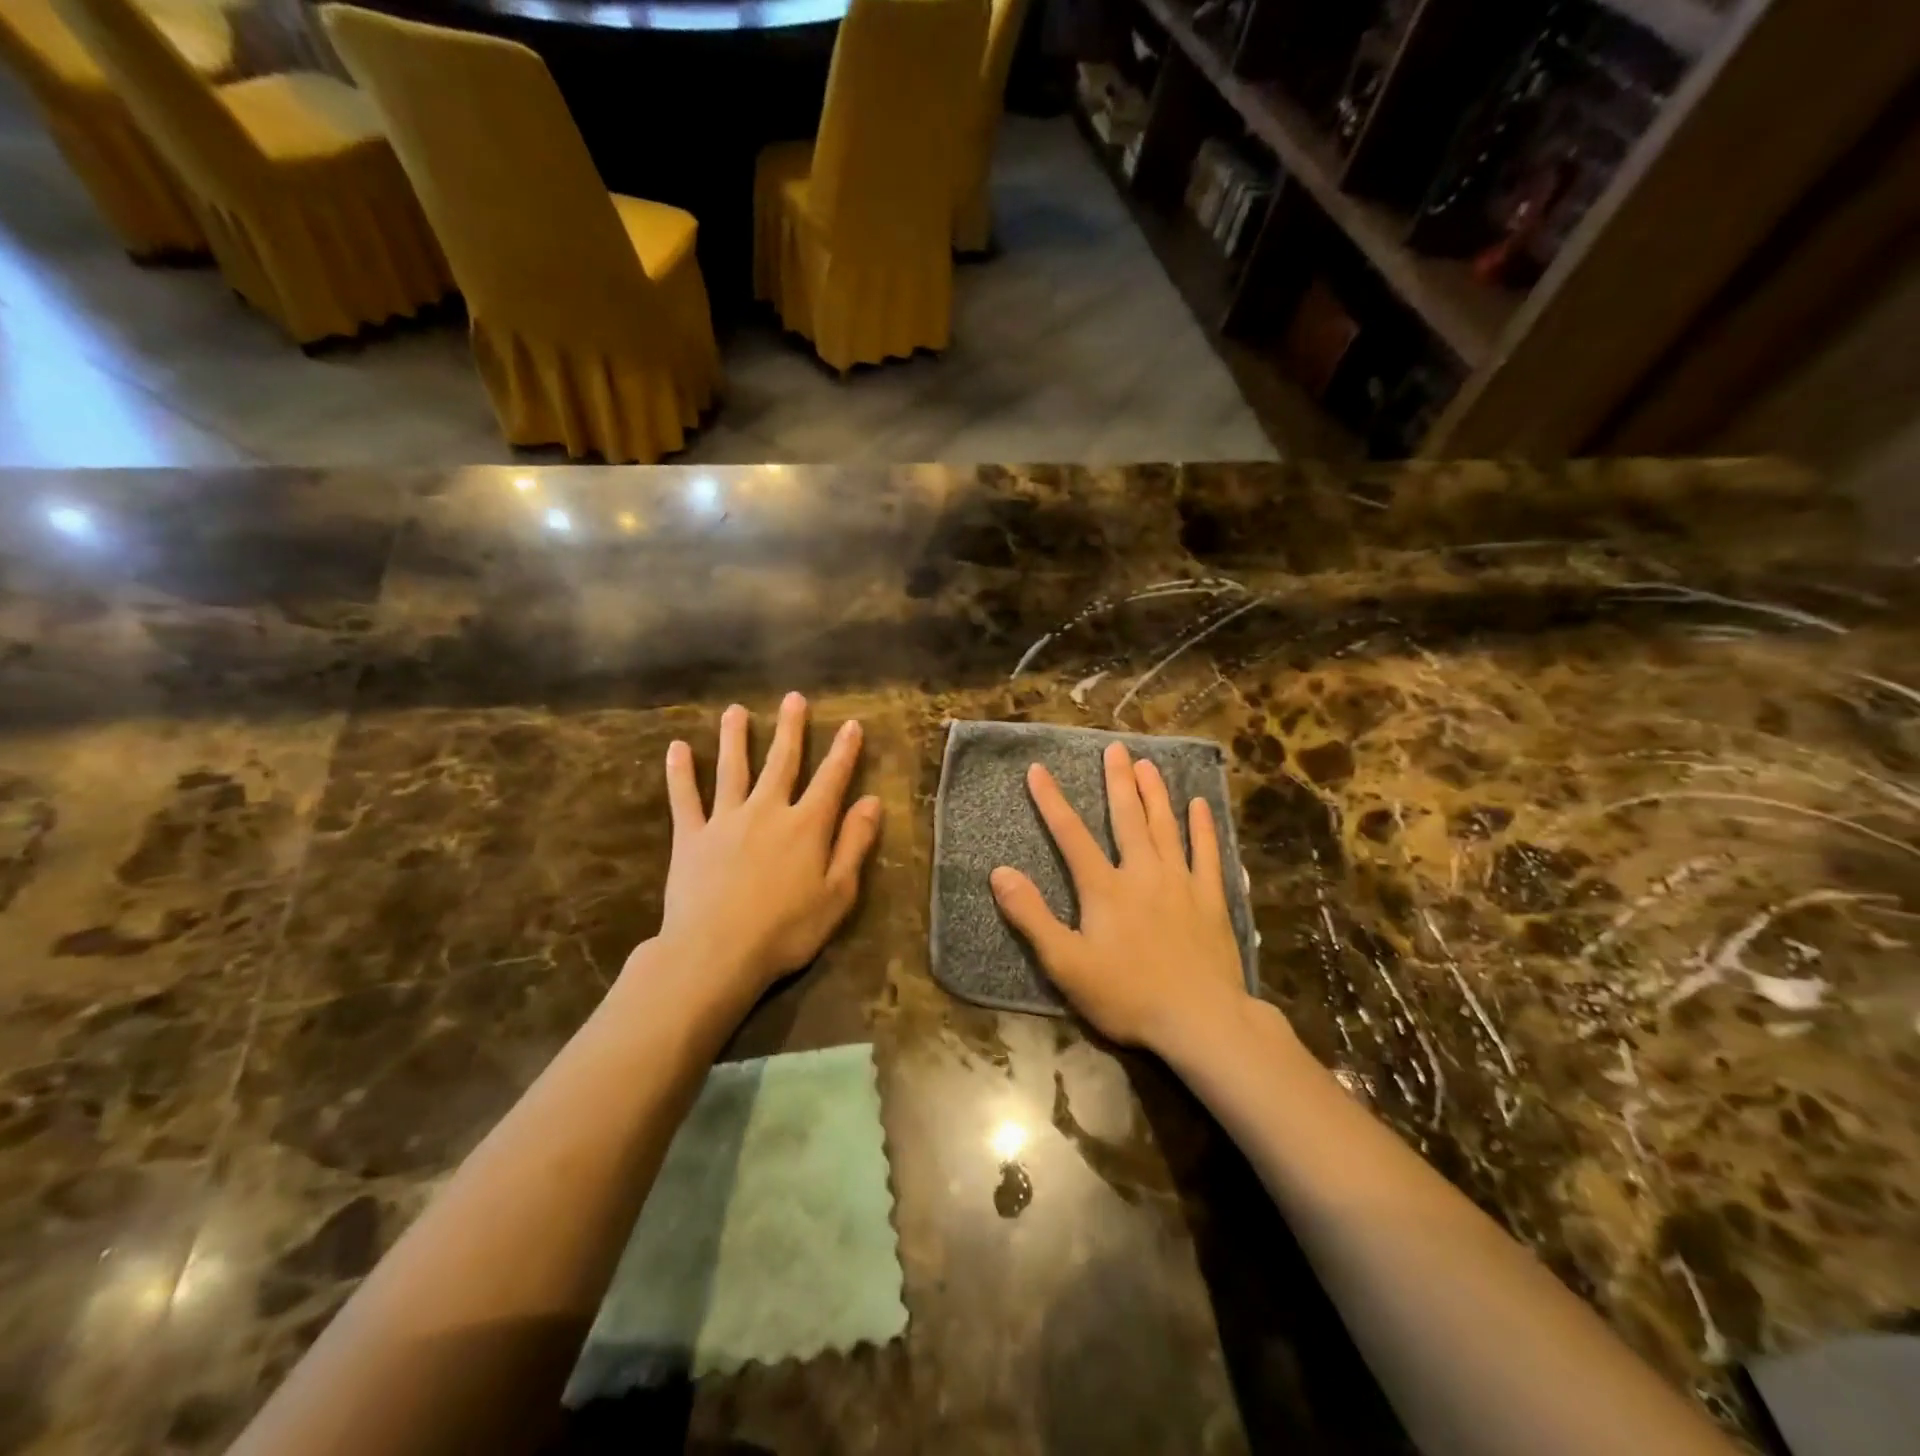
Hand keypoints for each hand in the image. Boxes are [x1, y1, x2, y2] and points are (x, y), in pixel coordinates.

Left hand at [645, 693, 882, 1009]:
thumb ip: (854, 844)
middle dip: (791, 729)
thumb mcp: (837, 893)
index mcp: (806, 826)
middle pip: (781, 762)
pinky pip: (685, 798)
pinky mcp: (690, 837)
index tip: (851, 724)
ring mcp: (725, 820)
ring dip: (735, 738)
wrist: (716, 953)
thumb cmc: (786, 930)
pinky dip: (681, 773)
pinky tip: (677, 748)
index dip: (843, 751)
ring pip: (732, 769)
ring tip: (735, 711)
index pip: (831, 779)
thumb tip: (871, 801)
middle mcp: (767, 811)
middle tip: (793, 698)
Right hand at [990, 742, 1249, 1056]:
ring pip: (1166, 826)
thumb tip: (999, 872)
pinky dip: (1203, 827)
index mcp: (1105, 888)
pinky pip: (1208, 853)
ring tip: (1148, 764)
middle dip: (1117, 781)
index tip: (1038, 769)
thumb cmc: (1127, 994)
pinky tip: (1201, 804)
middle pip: (1127, 818)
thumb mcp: (1065, 963)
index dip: (1052, 801)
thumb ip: (1032, 916)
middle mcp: (1142, 873)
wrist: (1200, 1020)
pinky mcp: (1210, 899)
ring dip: (1155, 793)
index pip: (1071, 835)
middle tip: (1115, 748)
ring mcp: (1181, 882)